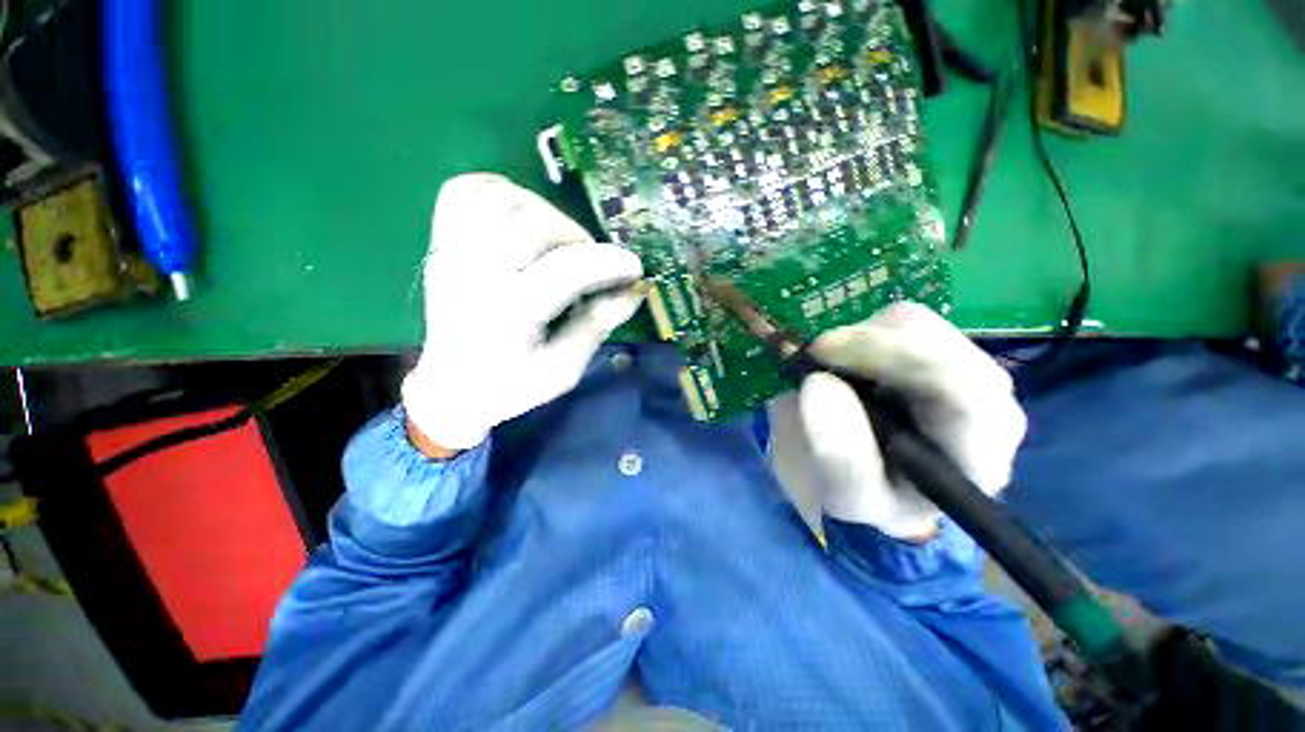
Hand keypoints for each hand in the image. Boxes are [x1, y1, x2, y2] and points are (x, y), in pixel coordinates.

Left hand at [402, 173, 643, 453]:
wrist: (451, 388)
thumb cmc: (511, 387)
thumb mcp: (564, 370)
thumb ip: (597, 326)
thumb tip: (634, 290)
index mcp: (508, 316)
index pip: (565, 270)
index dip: (608, 262)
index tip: (634, 268)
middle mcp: (475, 275)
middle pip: (534, 224)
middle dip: (578, 238)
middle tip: (592, 263)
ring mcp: (452, 253)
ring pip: (502, 199)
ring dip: (545, 212)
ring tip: (560, 242)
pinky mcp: (441, 242)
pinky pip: (466, 190)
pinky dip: (502, 192)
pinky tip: (523, 217)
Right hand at [770, 302, 1025, 540]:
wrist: (880, 482)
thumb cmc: (872, 497)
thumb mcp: (850, 498)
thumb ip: (839, 454)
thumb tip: (817, 382)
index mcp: (980, 447)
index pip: (963, 385)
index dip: (889, 358)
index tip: (821, 354)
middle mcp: (988, 397)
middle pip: (934, 338)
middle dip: (864, 343)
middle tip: (814, 359)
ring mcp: (964, 364)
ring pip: (911, 321)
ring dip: (857, 341)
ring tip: (832, 375)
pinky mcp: (937, 347)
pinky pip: (895, 322)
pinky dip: (858, 336)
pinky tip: (847, 367)